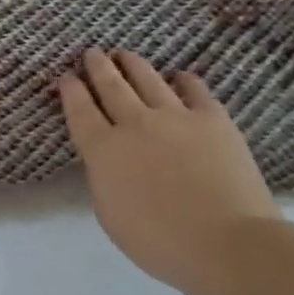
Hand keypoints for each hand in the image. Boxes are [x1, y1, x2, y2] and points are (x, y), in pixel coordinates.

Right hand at [59, 48, 280, 294]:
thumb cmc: (159, 241)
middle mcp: (135, 124)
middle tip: (92, 53)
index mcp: (104, 150)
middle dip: (98, 68)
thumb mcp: (110, 214)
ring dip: (133, 65)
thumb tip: (108, 160)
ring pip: (148, 80)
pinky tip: (179, 76)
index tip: (66, 77)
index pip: (80, 112)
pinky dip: (182, 80)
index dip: (71, 92)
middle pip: (111, 87)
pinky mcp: (212, 119)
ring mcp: (176, 117)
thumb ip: (104, 179)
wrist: (226, 242)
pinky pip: (193, 90)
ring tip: (124, 54)